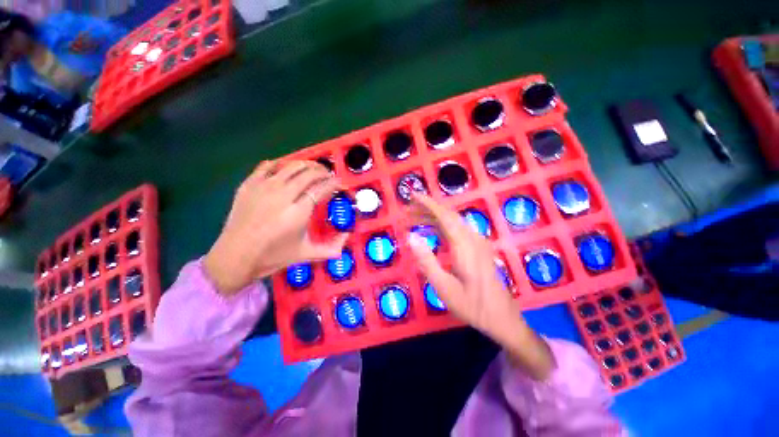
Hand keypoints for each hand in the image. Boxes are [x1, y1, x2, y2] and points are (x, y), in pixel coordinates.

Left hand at [204, 160, 348, 295]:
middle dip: (323, 171)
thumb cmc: (273, 256)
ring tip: (313, 170)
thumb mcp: (307, 254)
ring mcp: (264, 187)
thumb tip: (348, 236)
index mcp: (299, 212)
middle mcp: (283, 195)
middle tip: (328, 176)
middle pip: (309, 173)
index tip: (340, 183)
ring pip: (291, 165)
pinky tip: (286, 170)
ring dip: (306, 165)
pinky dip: (281, 164)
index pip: (322, 188)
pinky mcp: (249, 184)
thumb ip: (332, 248)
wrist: (235, 257)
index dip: (334, 183)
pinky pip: (268, 165)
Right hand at [407, 193, 553, 379]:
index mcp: (464, 246)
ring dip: (433, 218)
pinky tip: (432, 231)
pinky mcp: (478, 248)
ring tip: (414, 220)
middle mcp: (472, 238)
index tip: (413, 196)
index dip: (428, 203)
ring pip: (453, 222)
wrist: (503, 319)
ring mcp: (478, 242)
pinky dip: (441, 226)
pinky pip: (457, 230)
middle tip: (407, 212)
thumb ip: (426, 261)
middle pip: (448, 215)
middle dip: (427, 210)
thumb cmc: (472, 305)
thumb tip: (411, 237)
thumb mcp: (444, 287)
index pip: (444, 216)